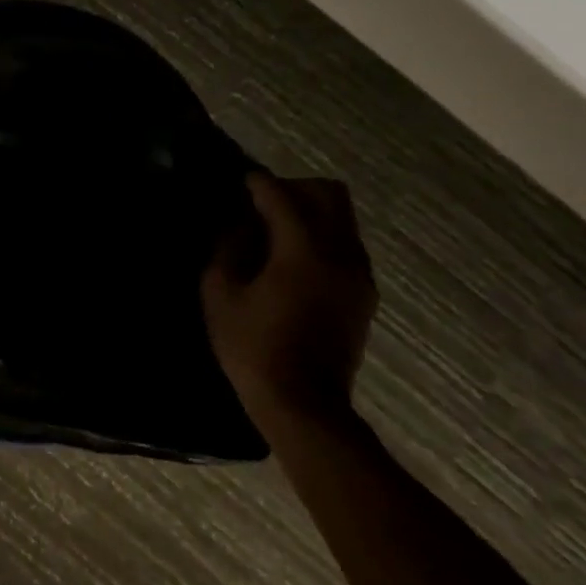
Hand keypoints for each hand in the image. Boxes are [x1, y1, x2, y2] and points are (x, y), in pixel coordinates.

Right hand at [203, 173, 377, 437]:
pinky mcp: (364, 293)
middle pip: (328, 193)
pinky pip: (346, 243)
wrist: (304, 405)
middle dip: (293, 188)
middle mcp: (340, 253)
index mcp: (303, 250)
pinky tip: (291, 257)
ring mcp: (359, 274)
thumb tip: (239, 224)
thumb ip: (228, 247)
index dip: (258, 184)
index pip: (282, 196)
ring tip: (275, 229)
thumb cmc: (253, 347)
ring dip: (310, 211)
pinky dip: (321, 235)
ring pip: (343, 217)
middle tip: (261, 203)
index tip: (240, 180)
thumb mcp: (220, 293)